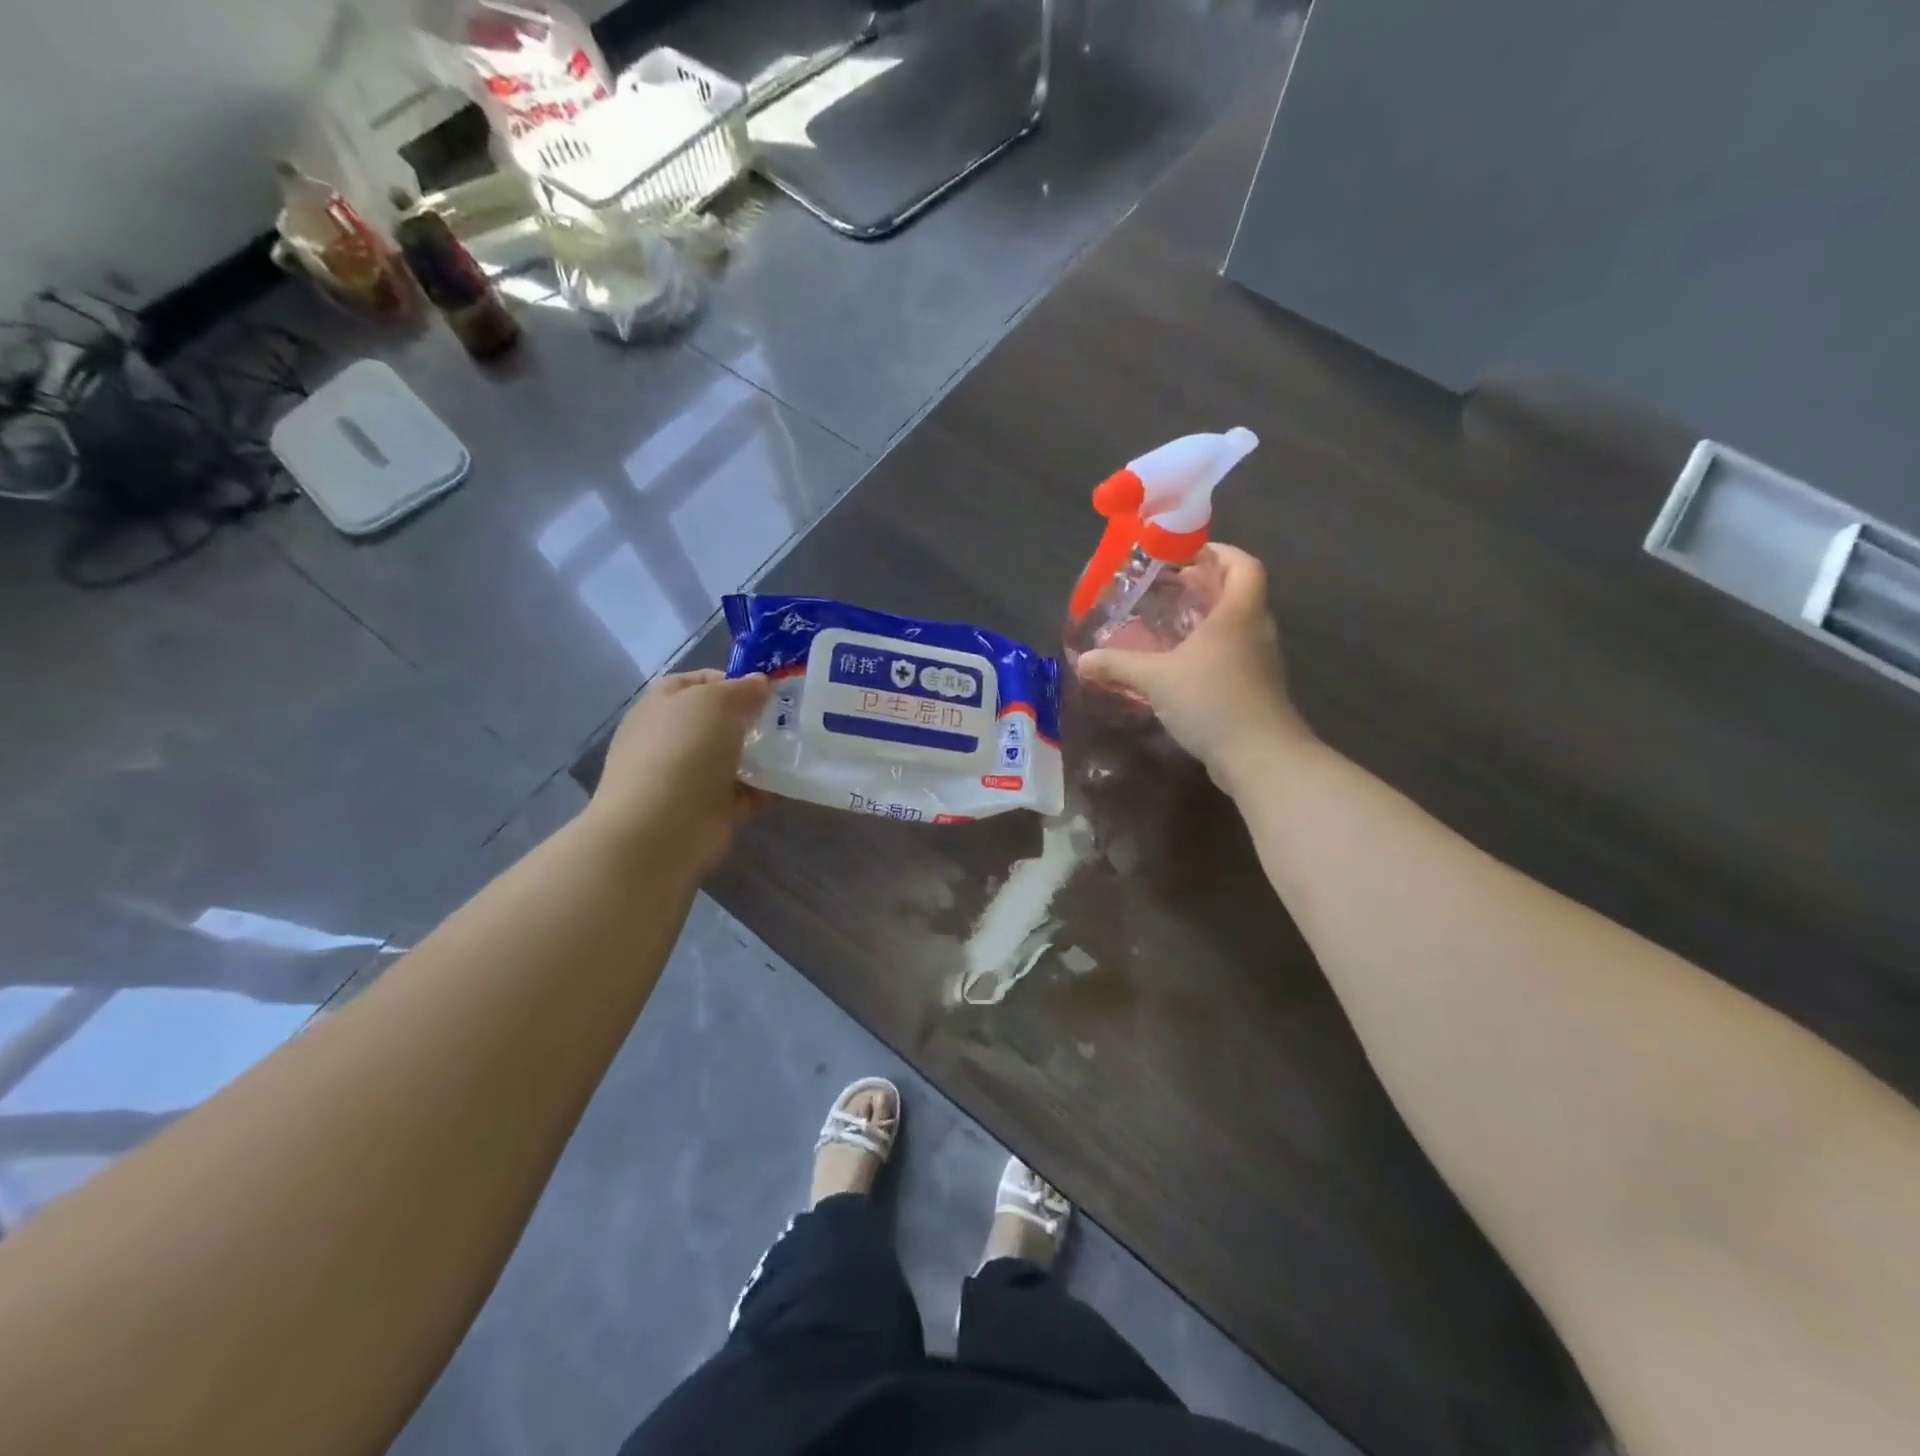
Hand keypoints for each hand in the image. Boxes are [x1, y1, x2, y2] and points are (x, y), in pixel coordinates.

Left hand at [587, 670, 773, 874]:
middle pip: (719, 722)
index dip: (733, 680)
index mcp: (663, 705)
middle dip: (753, 720)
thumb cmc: (683, 751)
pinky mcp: (706, 810)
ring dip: (762, 757)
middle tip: (788, 720)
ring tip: (793, 752)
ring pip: (732, 758)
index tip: (766, 690)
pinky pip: (742, 794)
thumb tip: (760, 683)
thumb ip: (741, 689)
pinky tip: (785, 786)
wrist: (661, 828)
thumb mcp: (714, 702)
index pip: (699, 682)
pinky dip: (763, 791)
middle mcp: (671, 739)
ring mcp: (687, 777)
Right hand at [1077, 544, 1310, 786]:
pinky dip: (1209, 652)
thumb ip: (1119, 665)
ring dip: (1207, 621)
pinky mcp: (1256, 689)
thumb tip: (1083, 660)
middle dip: (1205, 586)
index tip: (1187, 555)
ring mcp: (1261, 661)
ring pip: (1235, 627)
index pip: (1242, 564)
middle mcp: (1256, 630)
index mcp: (1239, 612)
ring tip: (1170, 626)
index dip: (1219, 552)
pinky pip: (1232, 656)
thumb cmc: (1212, 700)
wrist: (1260, 756)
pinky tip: (1181, 667)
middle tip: (1168, 589)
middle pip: (1238, 593)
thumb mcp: (1157, 679)